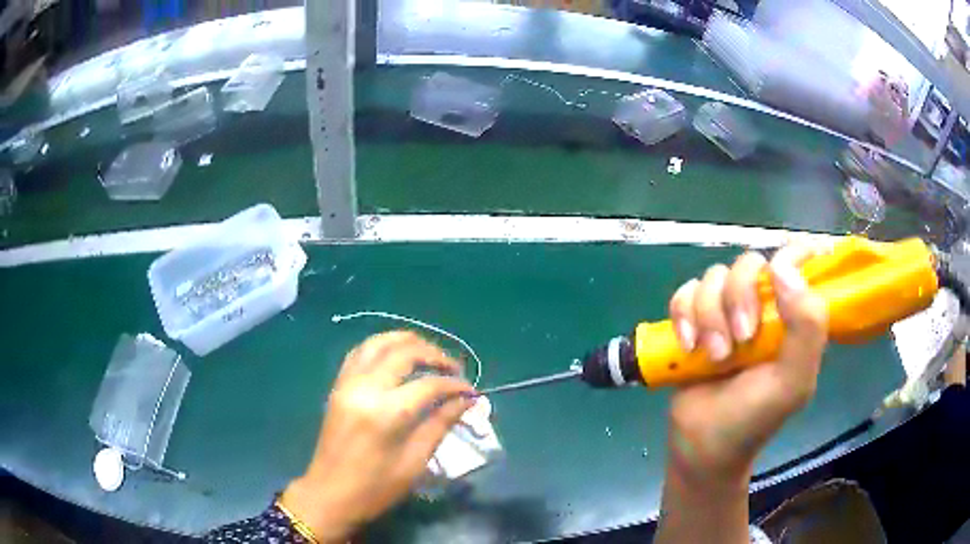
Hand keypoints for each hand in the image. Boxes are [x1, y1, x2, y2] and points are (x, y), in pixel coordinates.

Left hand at [281, 331, 475, 542]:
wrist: (329, 494)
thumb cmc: (376, 487)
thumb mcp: (415, 462)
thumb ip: (440, 425)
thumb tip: (466, 401)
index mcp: (386, 413)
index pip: (429, 385)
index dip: (455, 385)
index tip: (471, 391)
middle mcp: (365, 388)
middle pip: (404, 352)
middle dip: (435, 355)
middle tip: (454, 369)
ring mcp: (347, 383)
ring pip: (379, 343)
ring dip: (408, 341)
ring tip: (429, 354)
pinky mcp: (337, 386)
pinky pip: (360, 352)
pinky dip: (382, 347)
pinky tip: (397, 357)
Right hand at [666, 244, 828, 481]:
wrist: (702, 445)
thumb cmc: (753, 418)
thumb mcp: (793, 382)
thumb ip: (806, 327)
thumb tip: (783, 268)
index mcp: (792, 318)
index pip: (800, 264)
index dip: (794, 252)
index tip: (781, 264)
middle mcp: (762, 307)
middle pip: (748, 264)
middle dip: (739, 297)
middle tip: (740, 339)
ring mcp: (726, 312)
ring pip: (713, 277)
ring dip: (708, 315)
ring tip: (713, 356)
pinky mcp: (695, 321)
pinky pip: (685, 293)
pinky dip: (683, 316)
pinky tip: (688, 347)